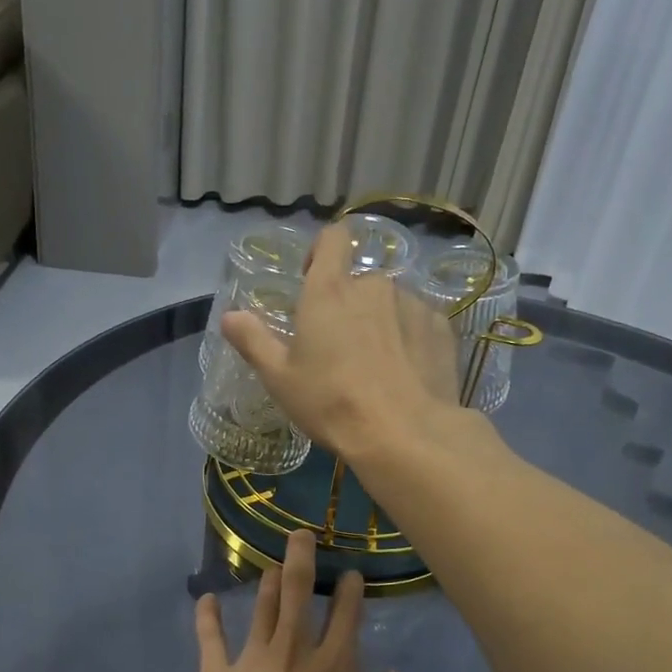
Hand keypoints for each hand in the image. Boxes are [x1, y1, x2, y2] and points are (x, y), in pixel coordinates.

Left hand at [189, 530, 422, 671]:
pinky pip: (209, 638)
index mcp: (335, 665)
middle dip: (301, 557)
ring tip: (270, 566)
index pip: (346, 612)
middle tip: (301, 534)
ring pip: (260, 607)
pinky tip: (207, 599)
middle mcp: (292, 650)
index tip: (351, 574)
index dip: (350, 588)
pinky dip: (208, 616)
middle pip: (296, 591)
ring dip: (266, 582)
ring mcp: (249, 660)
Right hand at [221, 223, 467, 461]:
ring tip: (375, 366)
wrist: (404, 433)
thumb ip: (253, 341)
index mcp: (330, 290)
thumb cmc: (332, 403)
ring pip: (390, 304)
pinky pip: (418, 323)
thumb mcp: (280, 378)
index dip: (322, 250)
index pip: (333, 237)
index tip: (312, 278)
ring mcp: (412, 304)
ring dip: (380, 323)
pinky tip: (405, 373)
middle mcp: (374, 285)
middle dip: (349, 305)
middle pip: (359, 281)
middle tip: (340, 348)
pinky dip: (409, 339)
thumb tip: (230, 316)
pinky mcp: (441, 327)